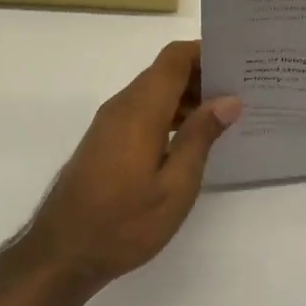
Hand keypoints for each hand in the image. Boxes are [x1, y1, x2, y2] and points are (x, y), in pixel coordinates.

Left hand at [24, 41, 240, 287]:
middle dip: (203, 75)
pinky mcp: (106, 141)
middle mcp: (122, 106)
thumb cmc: (124, 223)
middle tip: (243, 90)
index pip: (175, 58)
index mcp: (141, 110)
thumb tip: (228, 100)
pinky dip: (170, 114)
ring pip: (154, 92)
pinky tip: (193, 139)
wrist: (62, 254)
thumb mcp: (174, 186)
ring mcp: (110, 123)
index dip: (206, 51)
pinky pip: (143, 111)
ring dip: (187, 97)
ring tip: (226, 115)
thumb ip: (200, 137)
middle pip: (165, 72)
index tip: (239, 61)